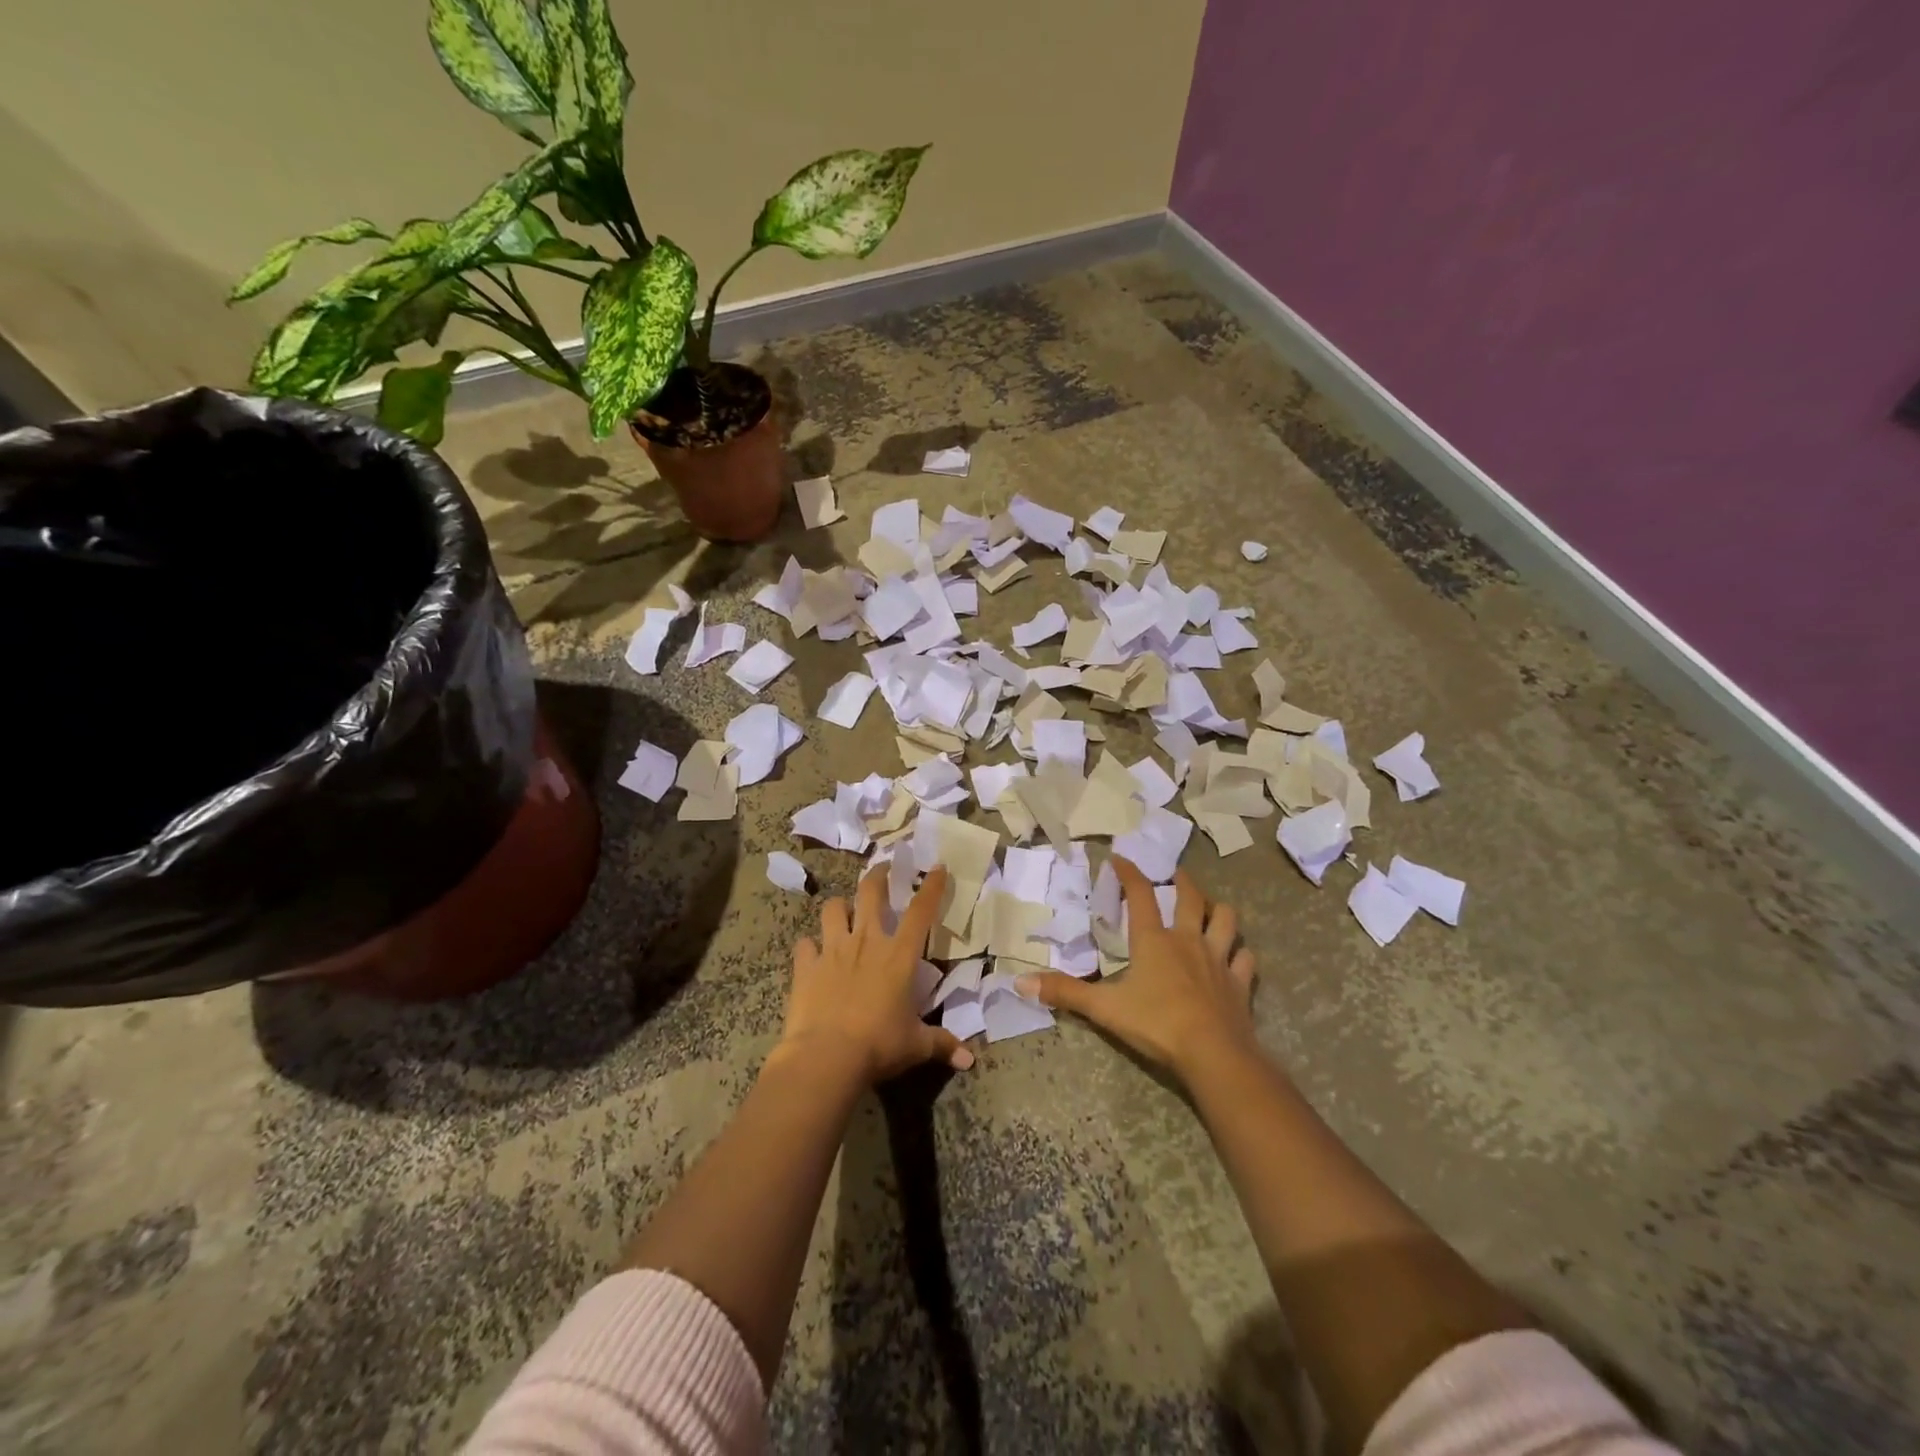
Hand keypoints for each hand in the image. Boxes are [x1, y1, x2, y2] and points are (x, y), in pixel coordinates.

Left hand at [777, 864, 974, 1083]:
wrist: (826, 1057)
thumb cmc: (879, 1045)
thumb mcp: (916, 1046)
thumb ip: (942, 1044)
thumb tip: (969, 1060)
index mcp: (899, 955)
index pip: (921, 911)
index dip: (932, 886)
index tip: (937, 867)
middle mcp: (867, 942)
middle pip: (871, 893)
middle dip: (878, 875)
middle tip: (884, 868)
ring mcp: (833, 950)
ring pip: (833, 909)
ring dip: (840, 906)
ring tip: (843, 910)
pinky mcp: (806, 966)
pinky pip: (805, 945)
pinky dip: (809, 947)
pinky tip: (811, 953)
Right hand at [1017, 859, 1257, 1079]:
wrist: (1214, 1054)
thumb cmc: (1156, 1024)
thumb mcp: (1104, 1009)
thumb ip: (1065, 993)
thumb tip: (1020, 983)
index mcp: (1153, 940)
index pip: (1140, 895)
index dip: (1129, 873)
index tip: (1120, 857)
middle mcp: (1188, 941)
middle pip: (1191, 899)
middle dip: (1183, 881)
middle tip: (1176, 874)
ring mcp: (1218, 960)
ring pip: (1226, 920)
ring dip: (1219, 910)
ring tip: (1212, 907)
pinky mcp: (1239, 983)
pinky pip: (1245, 959)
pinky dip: (1240, 953)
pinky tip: (1236, 955)